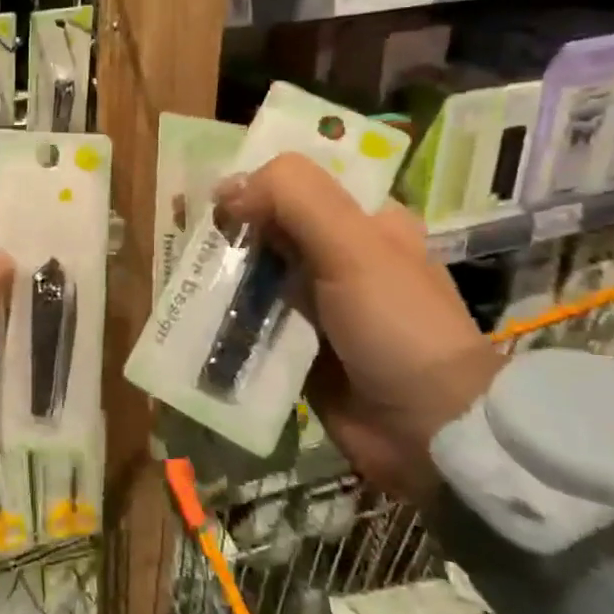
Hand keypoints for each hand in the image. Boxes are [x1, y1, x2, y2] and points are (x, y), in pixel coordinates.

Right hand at [215, 153, 501, 507]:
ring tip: (184, 277)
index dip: (257, 183)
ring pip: (257, 274)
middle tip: (190, 239)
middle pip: (272, 227)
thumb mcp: (353, 245)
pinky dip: (225, 316)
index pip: (301, 183)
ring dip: (222, 275)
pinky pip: (252, 320)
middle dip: (231, 230)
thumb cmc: (396, 324)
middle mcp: (340, 256)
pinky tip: (194, 313)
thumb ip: (294, 199)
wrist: (429, 430)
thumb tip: (226, 189)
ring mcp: (317, 304)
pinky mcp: (298, 345)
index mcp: (365, 221)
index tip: (216, 200)